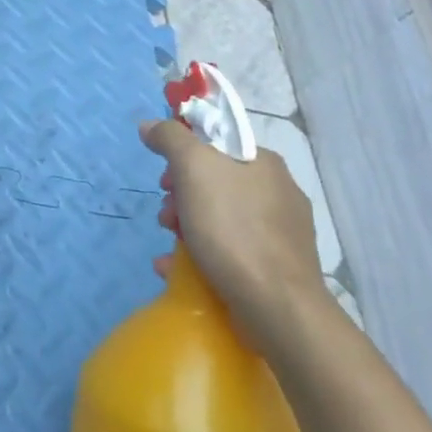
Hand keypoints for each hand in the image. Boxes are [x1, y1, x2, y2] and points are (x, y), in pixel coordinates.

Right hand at [139, 118, 328, 336]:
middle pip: (215, 183)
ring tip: (171, 247)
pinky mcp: (277, 268)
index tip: (166, 181)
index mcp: (264, 162)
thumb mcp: (194, 168)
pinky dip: (202, 256)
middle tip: (167, 217)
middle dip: (181, 198)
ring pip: (221, 218)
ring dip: (187, 227)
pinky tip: (179, 270)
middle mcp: (278, 192)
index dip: (183, 157)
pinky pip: (231, 251)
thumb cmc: (233, 228)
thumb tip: (150, 125)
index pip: (216, 144)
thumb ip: (170, 139)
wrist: (277, 306)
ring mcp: (281, 233)